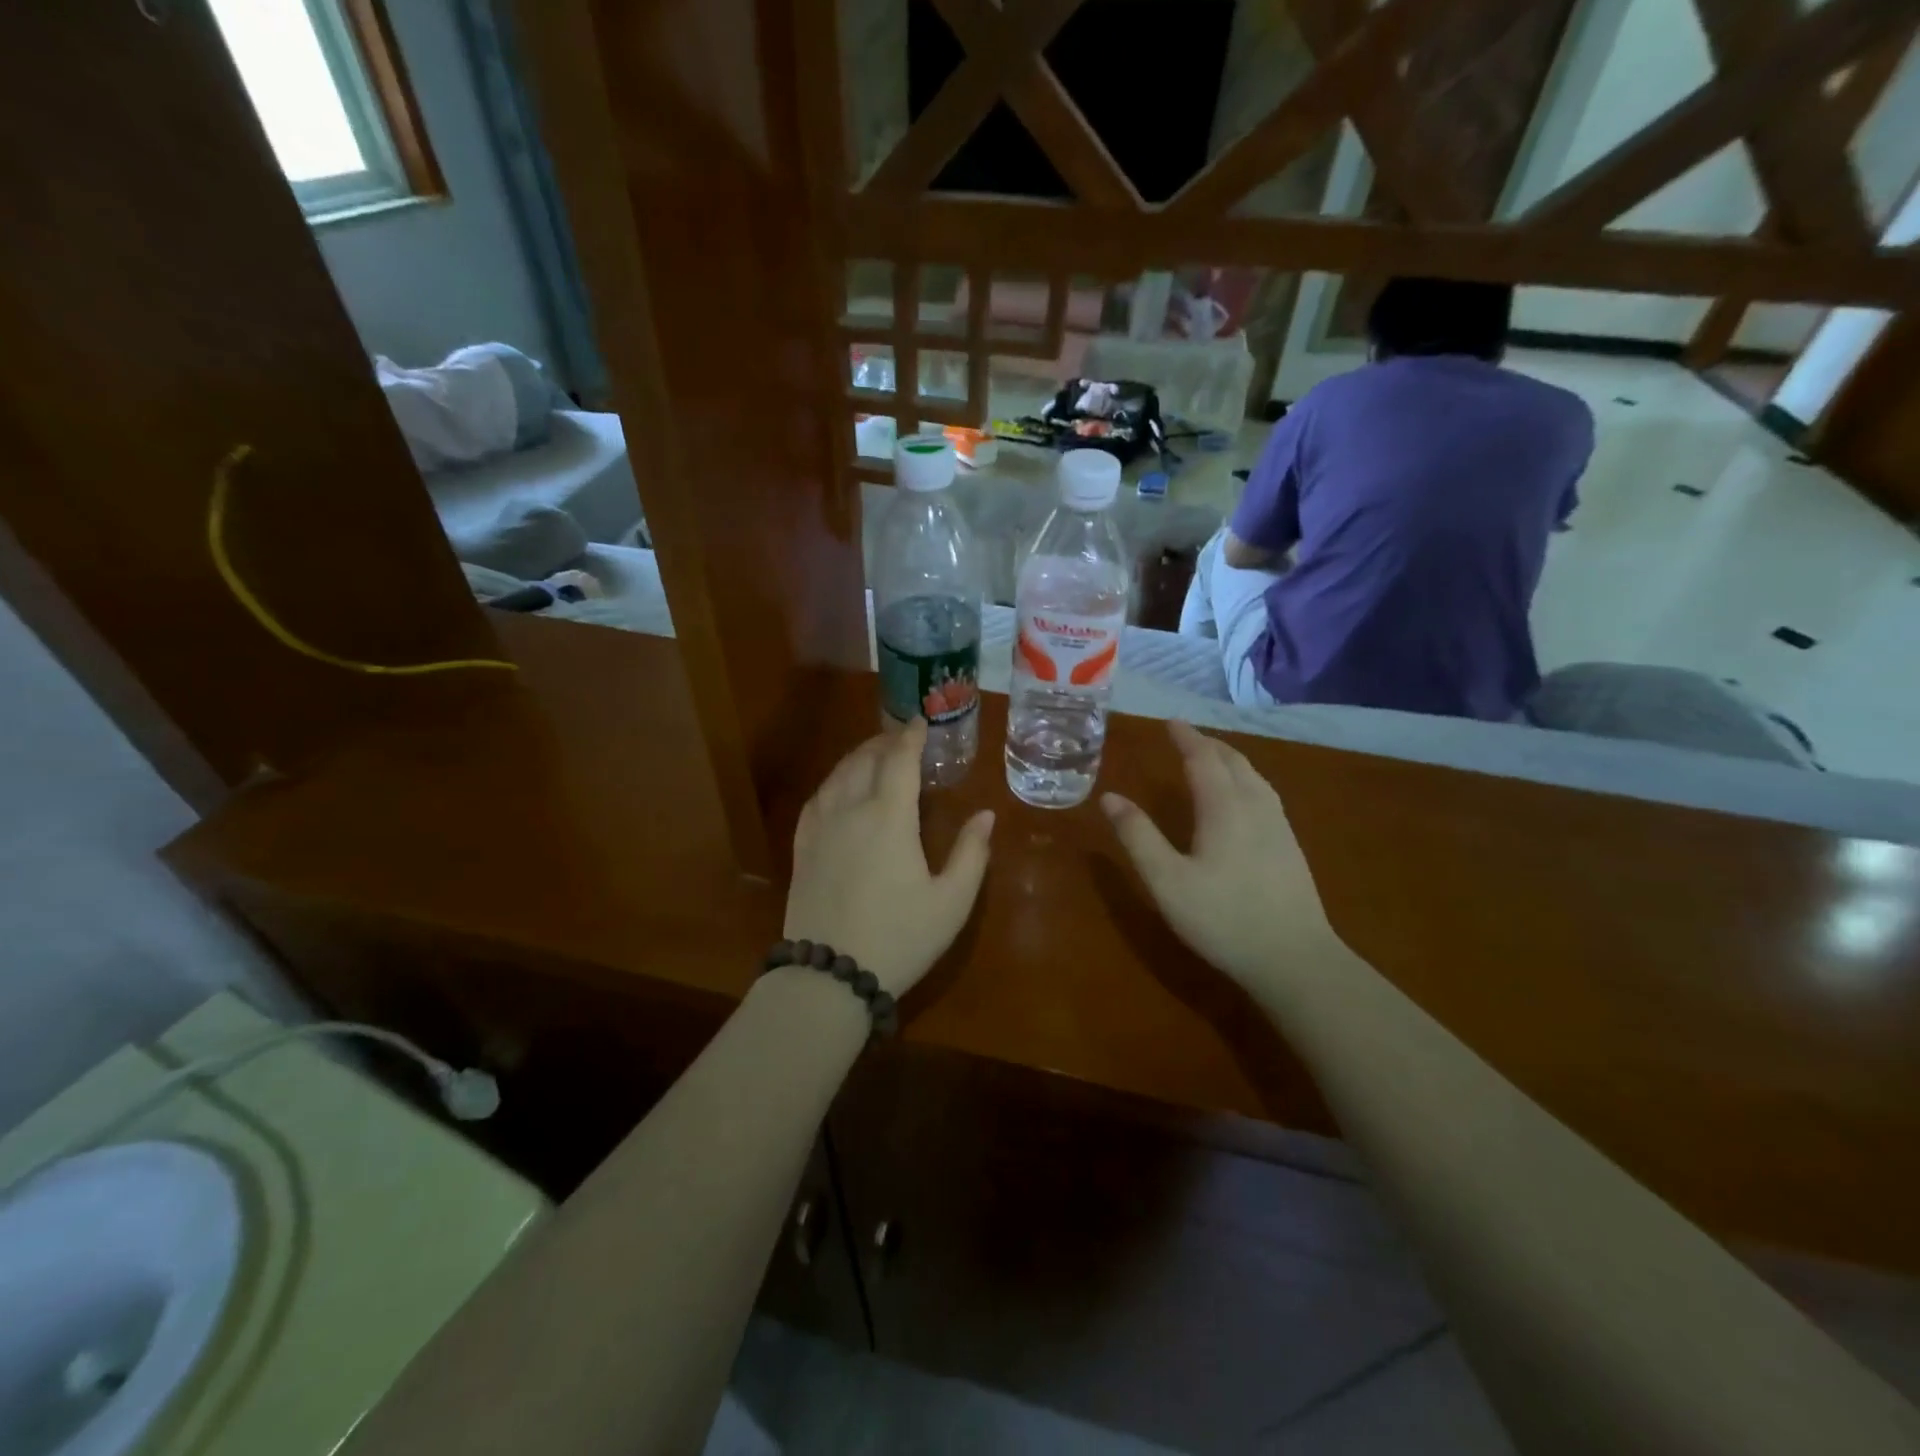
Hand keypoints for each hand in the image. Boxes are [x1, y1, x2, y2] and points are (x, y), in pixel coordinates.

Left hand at [785, 720, 994, 996]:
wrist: (829, 977)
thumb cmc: (899, 938)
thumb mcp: (951, 902)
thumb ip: (972, 853)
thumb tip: (986, 815)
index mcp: (889, 817)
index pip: (900, 760)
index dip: (912, 736)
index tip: (922, 721)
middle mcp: (850, 810)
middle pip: (865, 759)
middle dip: (885, 741)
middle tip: (903, 737)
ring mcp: (820, 828)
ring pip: (837, 775)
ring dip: (858, 756)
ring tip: (874, 754)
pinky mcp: (801, 848)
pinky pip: (816, 798)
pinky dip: (833, 781)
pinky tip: (839, 788)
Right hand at [1101, 721, 1340, 993]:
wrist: (1294, 959)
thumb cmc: (1222, 918)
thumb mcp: (1166, 880)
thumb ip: (1138, 836)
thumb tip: (1110, 797)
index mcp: (1224, 807)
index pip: (1203, 758)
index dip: (1185, 737)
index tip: (1169, 721)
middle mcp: (1255, 806)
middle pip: (1233, 761)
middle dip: (1208, 743)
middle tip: (1186, 736)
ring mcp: (1279, 826)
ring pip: (1254, 776)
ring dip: (1230, 758)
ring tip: (1212, 757)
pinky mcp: (1290, 846)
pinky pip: (1266, 794)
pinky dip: (1246, 778)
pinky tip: (1244, 797)